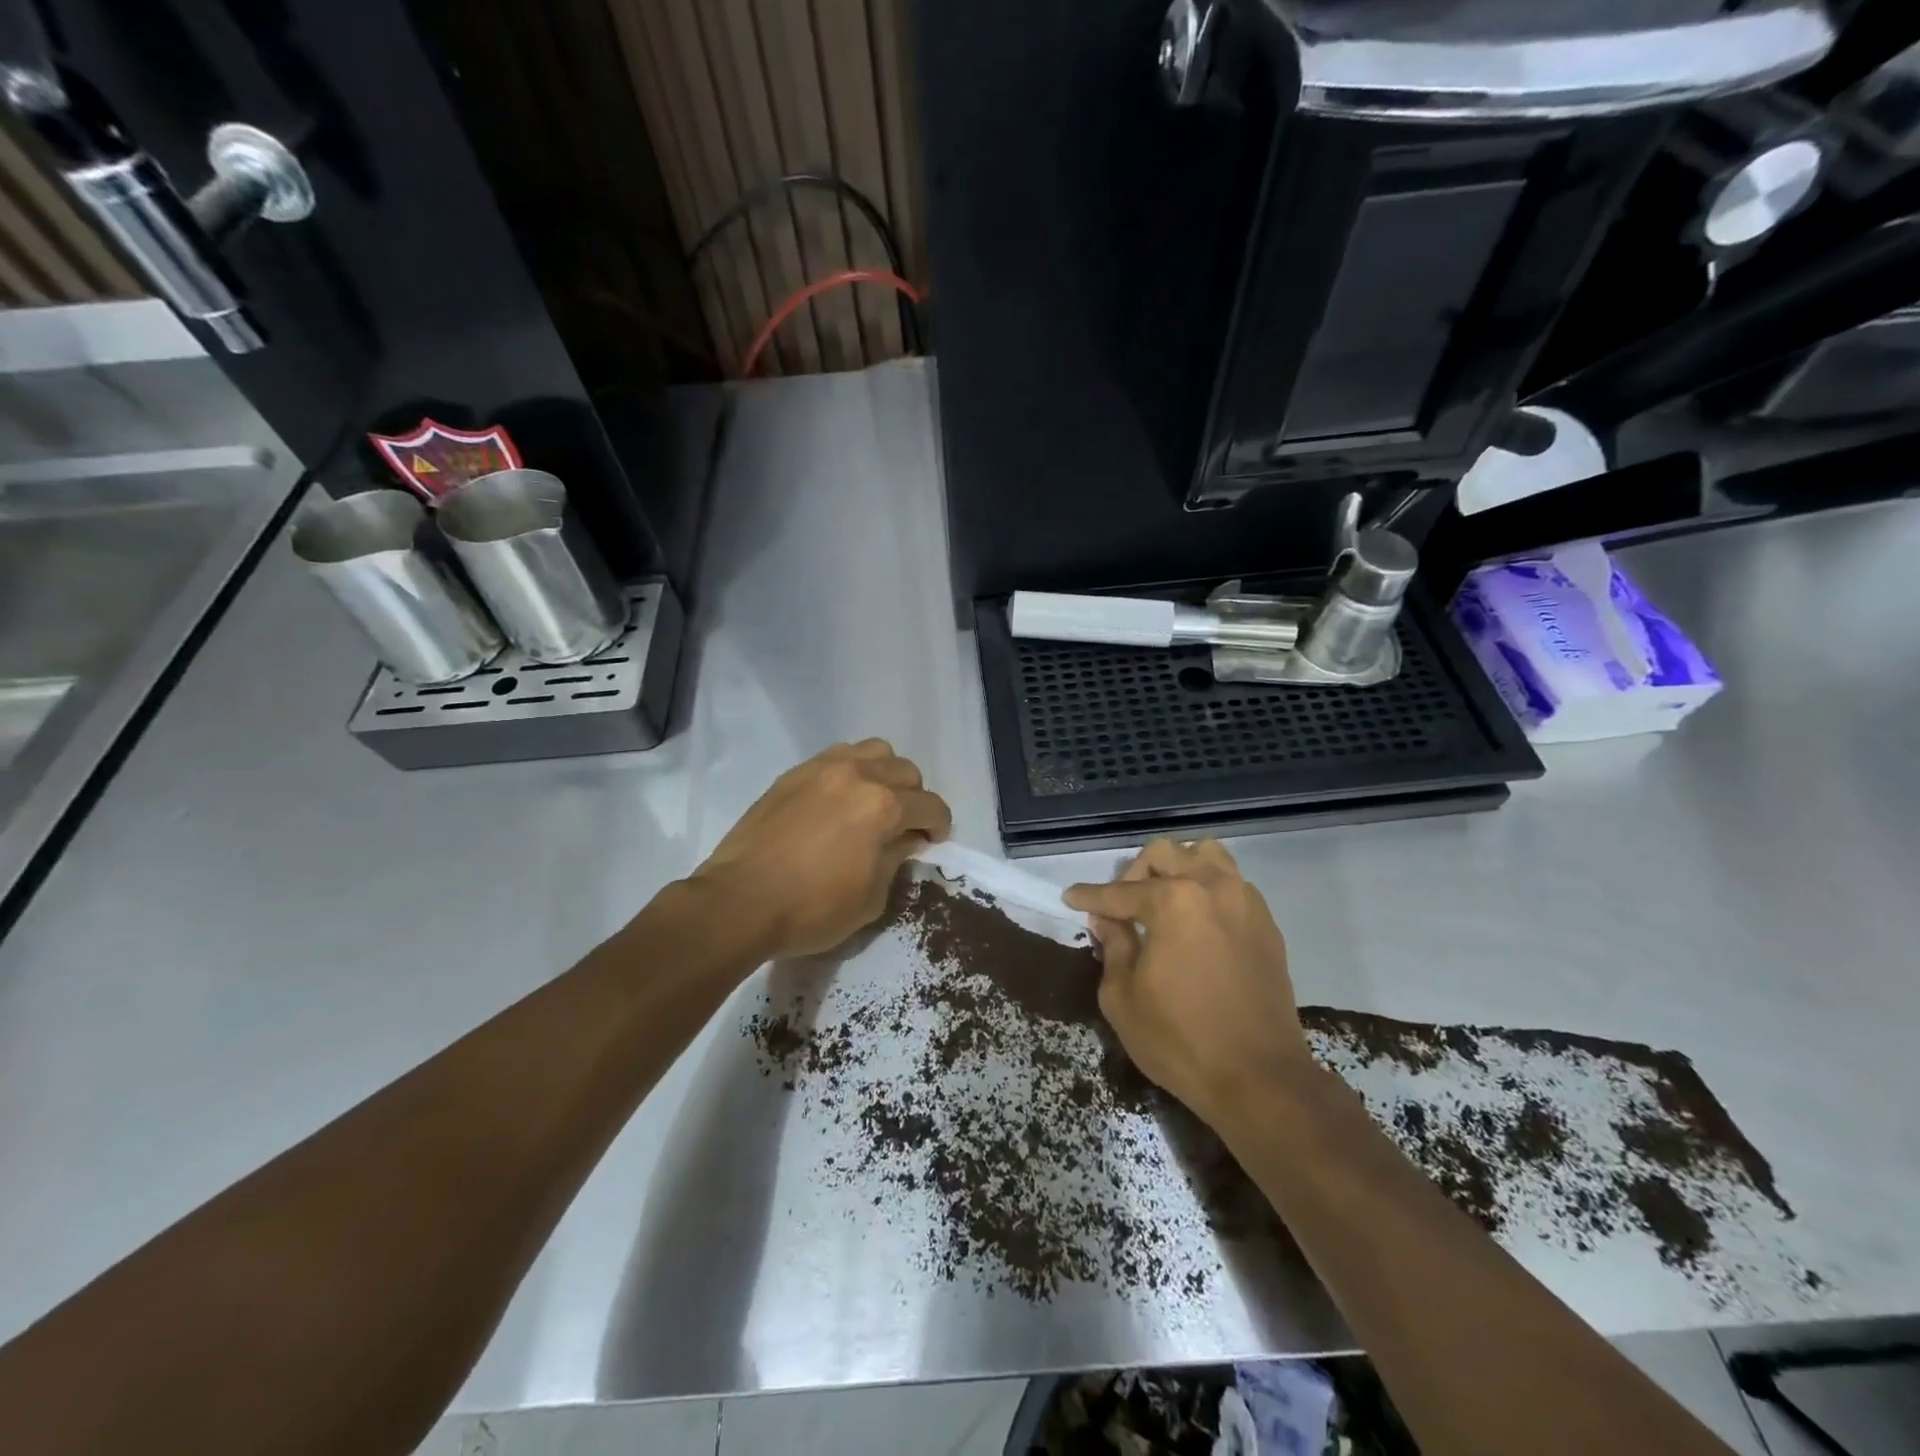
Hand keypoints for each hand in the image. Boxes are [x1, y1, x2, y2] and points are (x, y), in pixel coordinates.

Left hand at [692, 739, 951, 959]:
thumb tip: (905, 840)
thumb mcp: (871, 898)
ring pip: (873, 751)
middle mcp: (859, 775)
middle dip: (914, 798)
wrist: (740, 901)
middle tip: (903, 826)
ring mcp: (823, 768)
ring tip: (872, 802)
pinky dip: (851, 771)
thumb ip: (895, 860)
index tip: (931, 842)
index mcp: (883, 807)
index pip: (931, 805)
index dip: (939, 826)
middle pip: (906, 771)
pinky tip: (839, 799)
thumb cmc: (811, 909)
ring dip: (884, 774)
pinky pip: (837, 756)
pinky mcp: (795, 773)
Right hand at [1065, 839, 1309, 1126]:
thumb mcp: (1122, 998)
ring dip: (1177, 869)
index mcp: (1173, 902)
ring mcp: (1245, 902)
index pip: (1119, 892)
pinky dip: (1207, 888)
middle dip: (1134, 874)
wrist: (1260, 1079)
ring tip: (1161, 902)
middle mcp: (1212, 887)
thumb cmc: (1180, 1041)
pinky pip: (1231, 883)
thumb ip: (1113, 947)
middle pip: (1164, 854)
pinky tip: (1194, 922)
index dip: (1089, 897)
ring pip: (1206, 855)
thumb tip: (1108, 921)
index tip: (1070, 898)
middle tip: (1121, 908)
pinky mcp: (1265, 924)